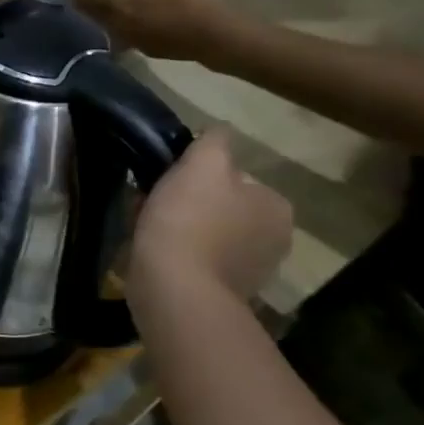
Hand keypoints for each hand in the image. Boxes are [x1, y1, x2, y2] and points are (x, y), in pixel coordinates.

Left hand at [74, 0, 237, 61]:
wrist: (214, 35)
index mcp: (115, 3)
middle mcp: (115, 24)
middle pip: (90, 14)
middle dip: (88, 4)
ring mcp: (129, 40)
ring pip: (105, 28)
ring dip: (104, 17)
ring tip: (113, 5)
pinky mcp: (144, 51)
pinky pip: (123, 38)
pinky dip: (122, 28)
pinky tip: (136, 21)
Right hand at [133, 131, 291, 300]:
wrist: (175, 289)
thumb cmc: (189, 221)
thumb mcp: (202, 165)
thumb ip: (214, 142)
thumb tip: (219, 131)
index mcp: (276, 206)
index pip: (234, 177)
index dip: (197, 175)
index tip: (168, 180)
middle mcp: (275, 238)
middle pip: (222, 206)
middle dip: (190, 203)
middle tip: (152, 203)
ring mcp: (252, 270)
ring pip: (208, 233)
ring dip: (182, 229)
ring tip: (148, 229)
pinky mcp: (225, 293)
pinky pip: (198, 261)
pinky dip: (180, 254)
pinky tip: (156, 253)